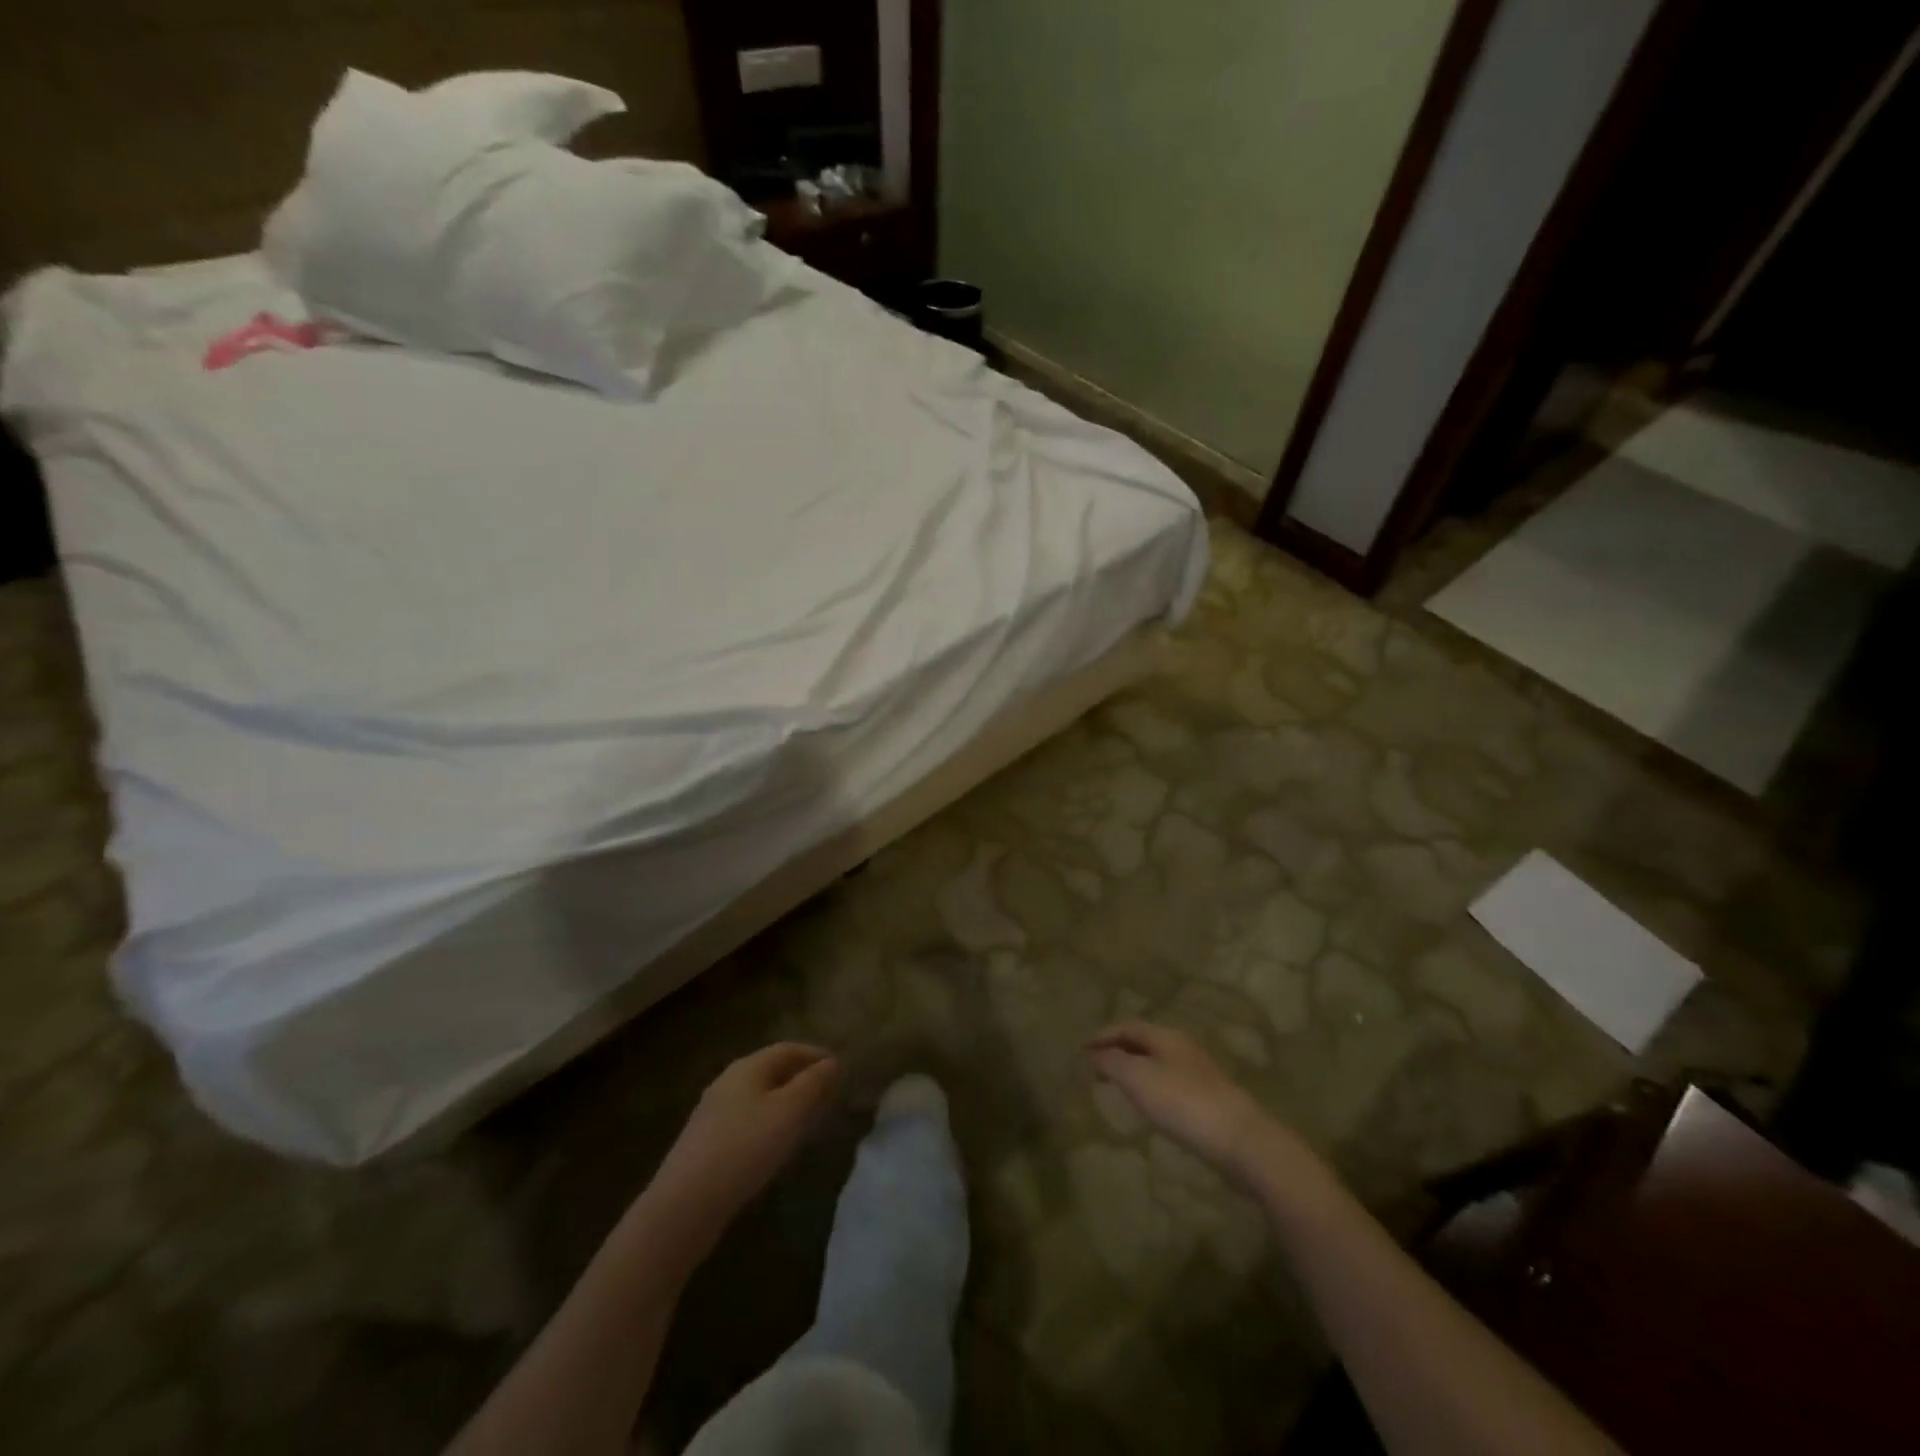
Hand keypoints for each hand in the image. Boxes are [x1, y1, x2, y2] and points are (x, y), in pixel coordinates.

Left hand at [650, 1043, 841, 1232]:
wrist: (685, 1204)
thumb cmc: (745, 1147)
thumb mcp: (789, 1111)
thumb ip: (813, 1083)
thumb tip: (833, 1061)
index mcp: (748, 1066)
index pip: (788, 1049)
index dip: (815, 1055)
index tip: (839, 1069)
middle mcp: (728, 1081)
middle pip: (772, 1070)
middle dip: (802, 1078)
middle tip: (828, 1094)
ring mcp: (714, 1111)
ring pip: (759, 1096)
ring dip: (786, 1102)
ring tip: (808, 1120)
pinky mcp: (707, 1141)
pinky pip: (747, 1119)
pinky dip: (769, 1122)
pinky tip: (775, 1145)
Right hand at [1086, 1021, 1282, 1178]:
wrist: (1242, 1140)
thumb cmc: (1184, 1103)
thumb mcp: (1138, 1079)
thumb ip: (1112, 1062)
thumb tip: (1093, 1054)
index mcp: (1165, 1036)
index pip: (1126, 1026)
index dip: (1101, 1036)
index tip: (1080, 1051)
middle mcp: (1182, 1047)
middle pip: (1142, 1041)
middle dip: (1116, 1050)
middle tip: (1094, 1067)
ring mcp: (1198, 1072)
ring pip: (1157, 1062)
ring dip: (1133, 1068)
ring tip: (1116, 1086)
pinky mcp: (1208, 1098)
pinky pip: (1169, 1081)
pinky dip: (1149, 1086)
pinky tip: (1148, 1105)